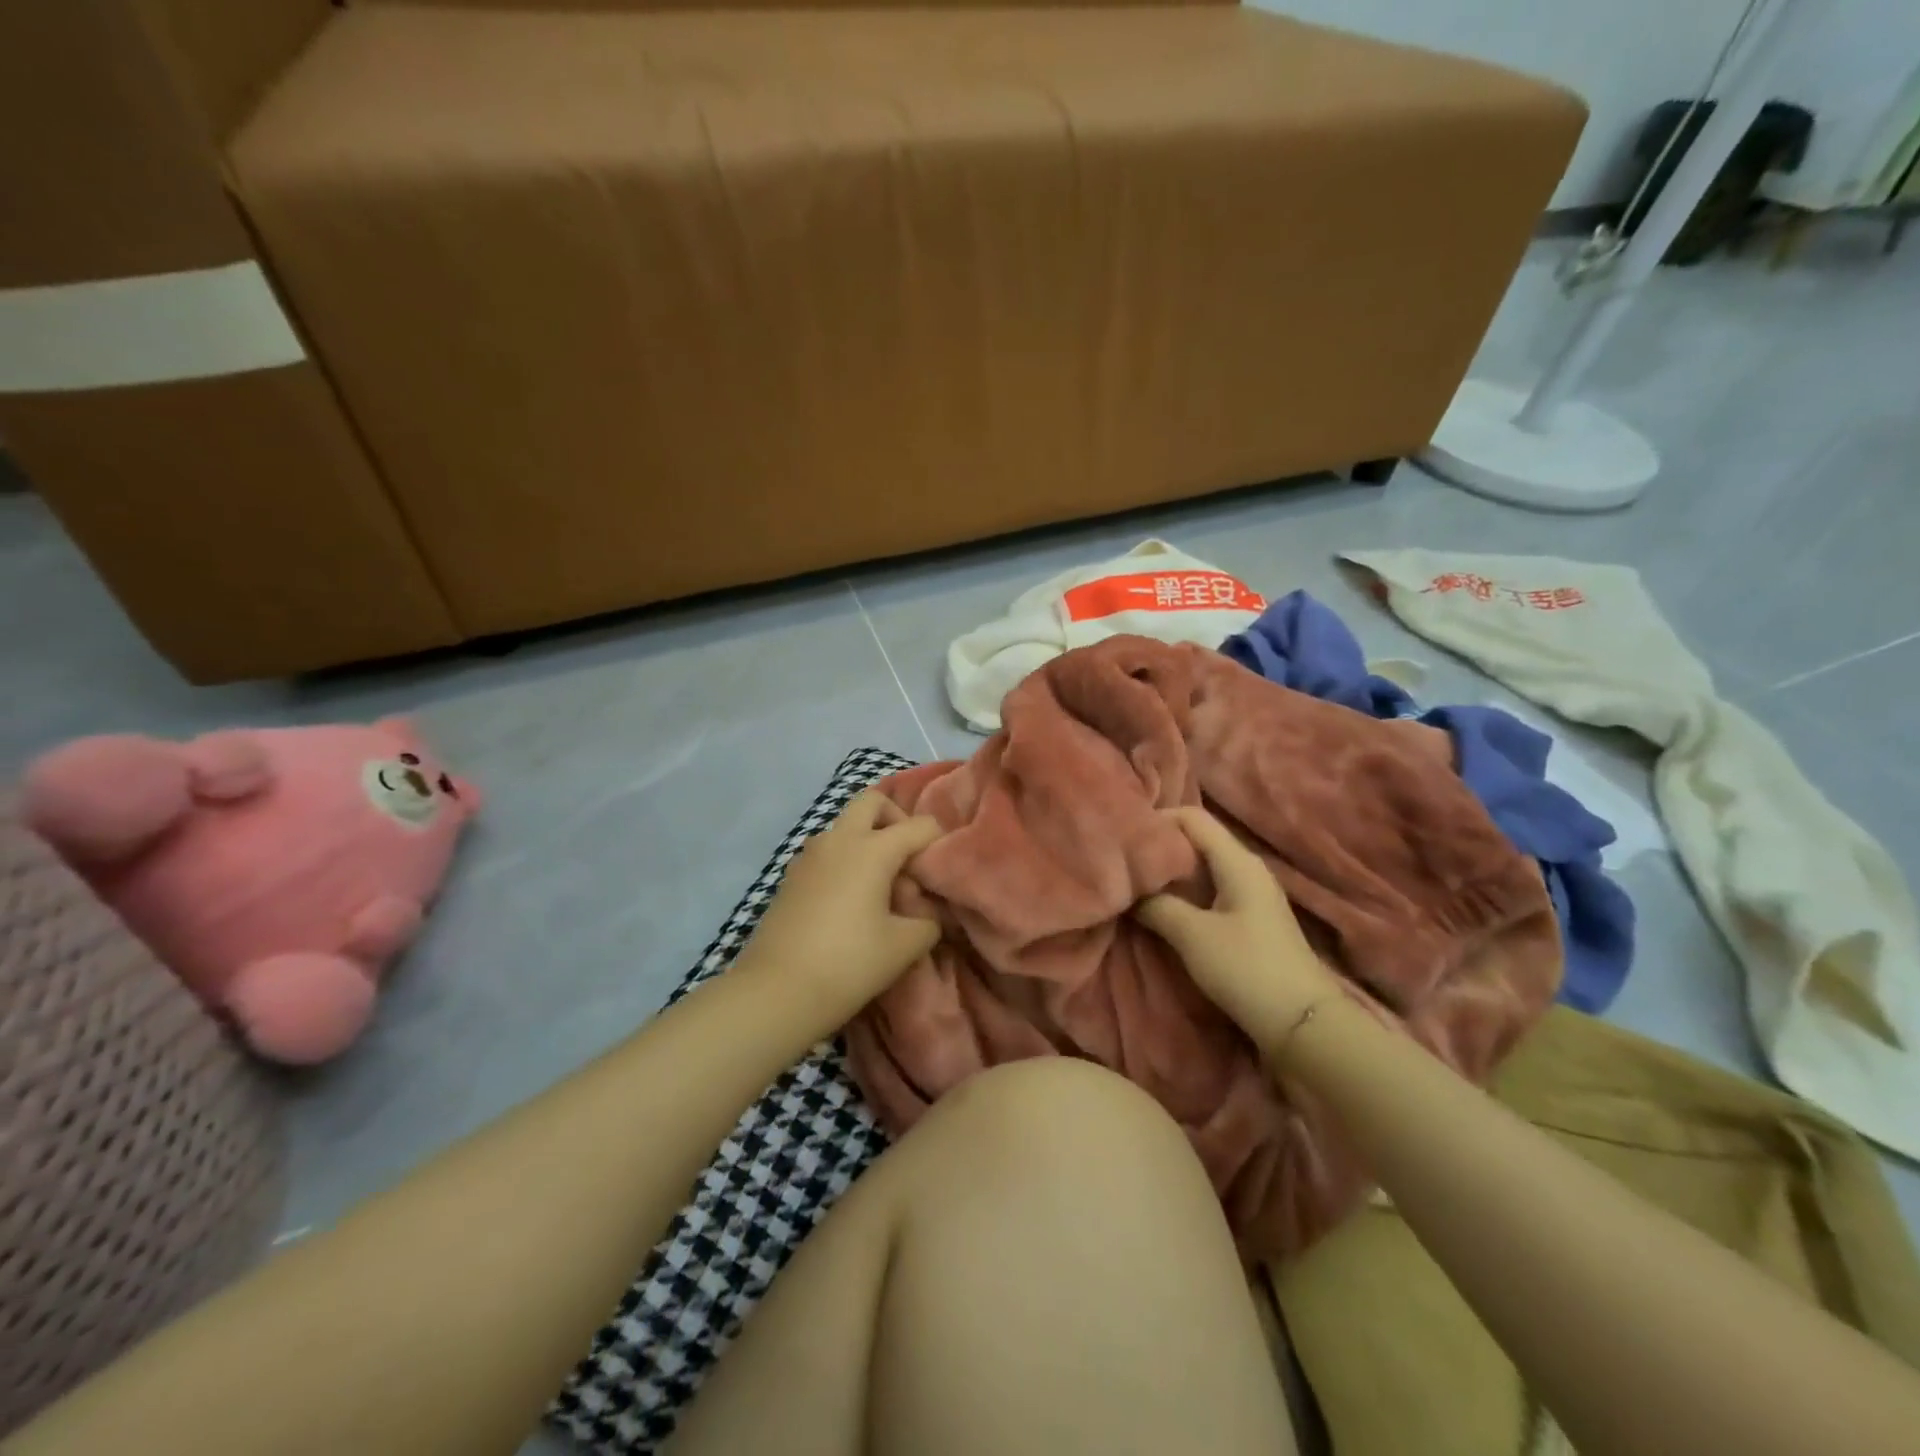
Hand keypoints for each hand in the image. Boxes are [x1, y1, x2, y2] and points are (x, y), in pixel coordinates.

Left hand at [736, 790, 945, 1015]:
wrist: (776, 992)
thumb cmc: (848, 964)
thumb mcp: (905, 946)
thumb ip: (929, 921)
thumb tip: (929, 911)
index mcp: (871, 849)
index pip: (919, 825)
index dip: (939, 844)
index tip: (941, 876)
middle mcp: (838, 839)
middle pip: (872, 802)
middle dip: (896, 820)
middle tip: (907, 860)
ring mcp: (809, 856)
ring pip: (845, 827)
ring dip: (868, 842)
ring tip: (880, 889)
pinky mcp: (791, 877)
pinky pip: (827, 853)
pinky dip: (845, 862)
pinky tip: (851, 904)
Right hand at [1133, 806, 1341, 1050]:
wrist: (1302, 1024)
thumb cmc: (1247, 969)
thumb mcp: (1192, 935)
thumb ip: (1156, 905)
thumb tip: (1130, 890)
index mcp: (1237, 861)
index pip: (1192, 817)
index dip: (1157, 819)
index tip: (1124, 836)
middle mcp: (1246, 868)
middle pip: (1196, 840)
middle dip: (1160, 847)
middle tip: (1123, 861)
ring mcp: (1250, 894)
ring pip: (1201, 867)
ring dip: (1170, 873)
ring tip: (1135, 883)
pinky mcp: (1248, 919)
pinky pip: (1209, 891)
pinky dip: (1184, 893)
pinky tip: (1162, 908)